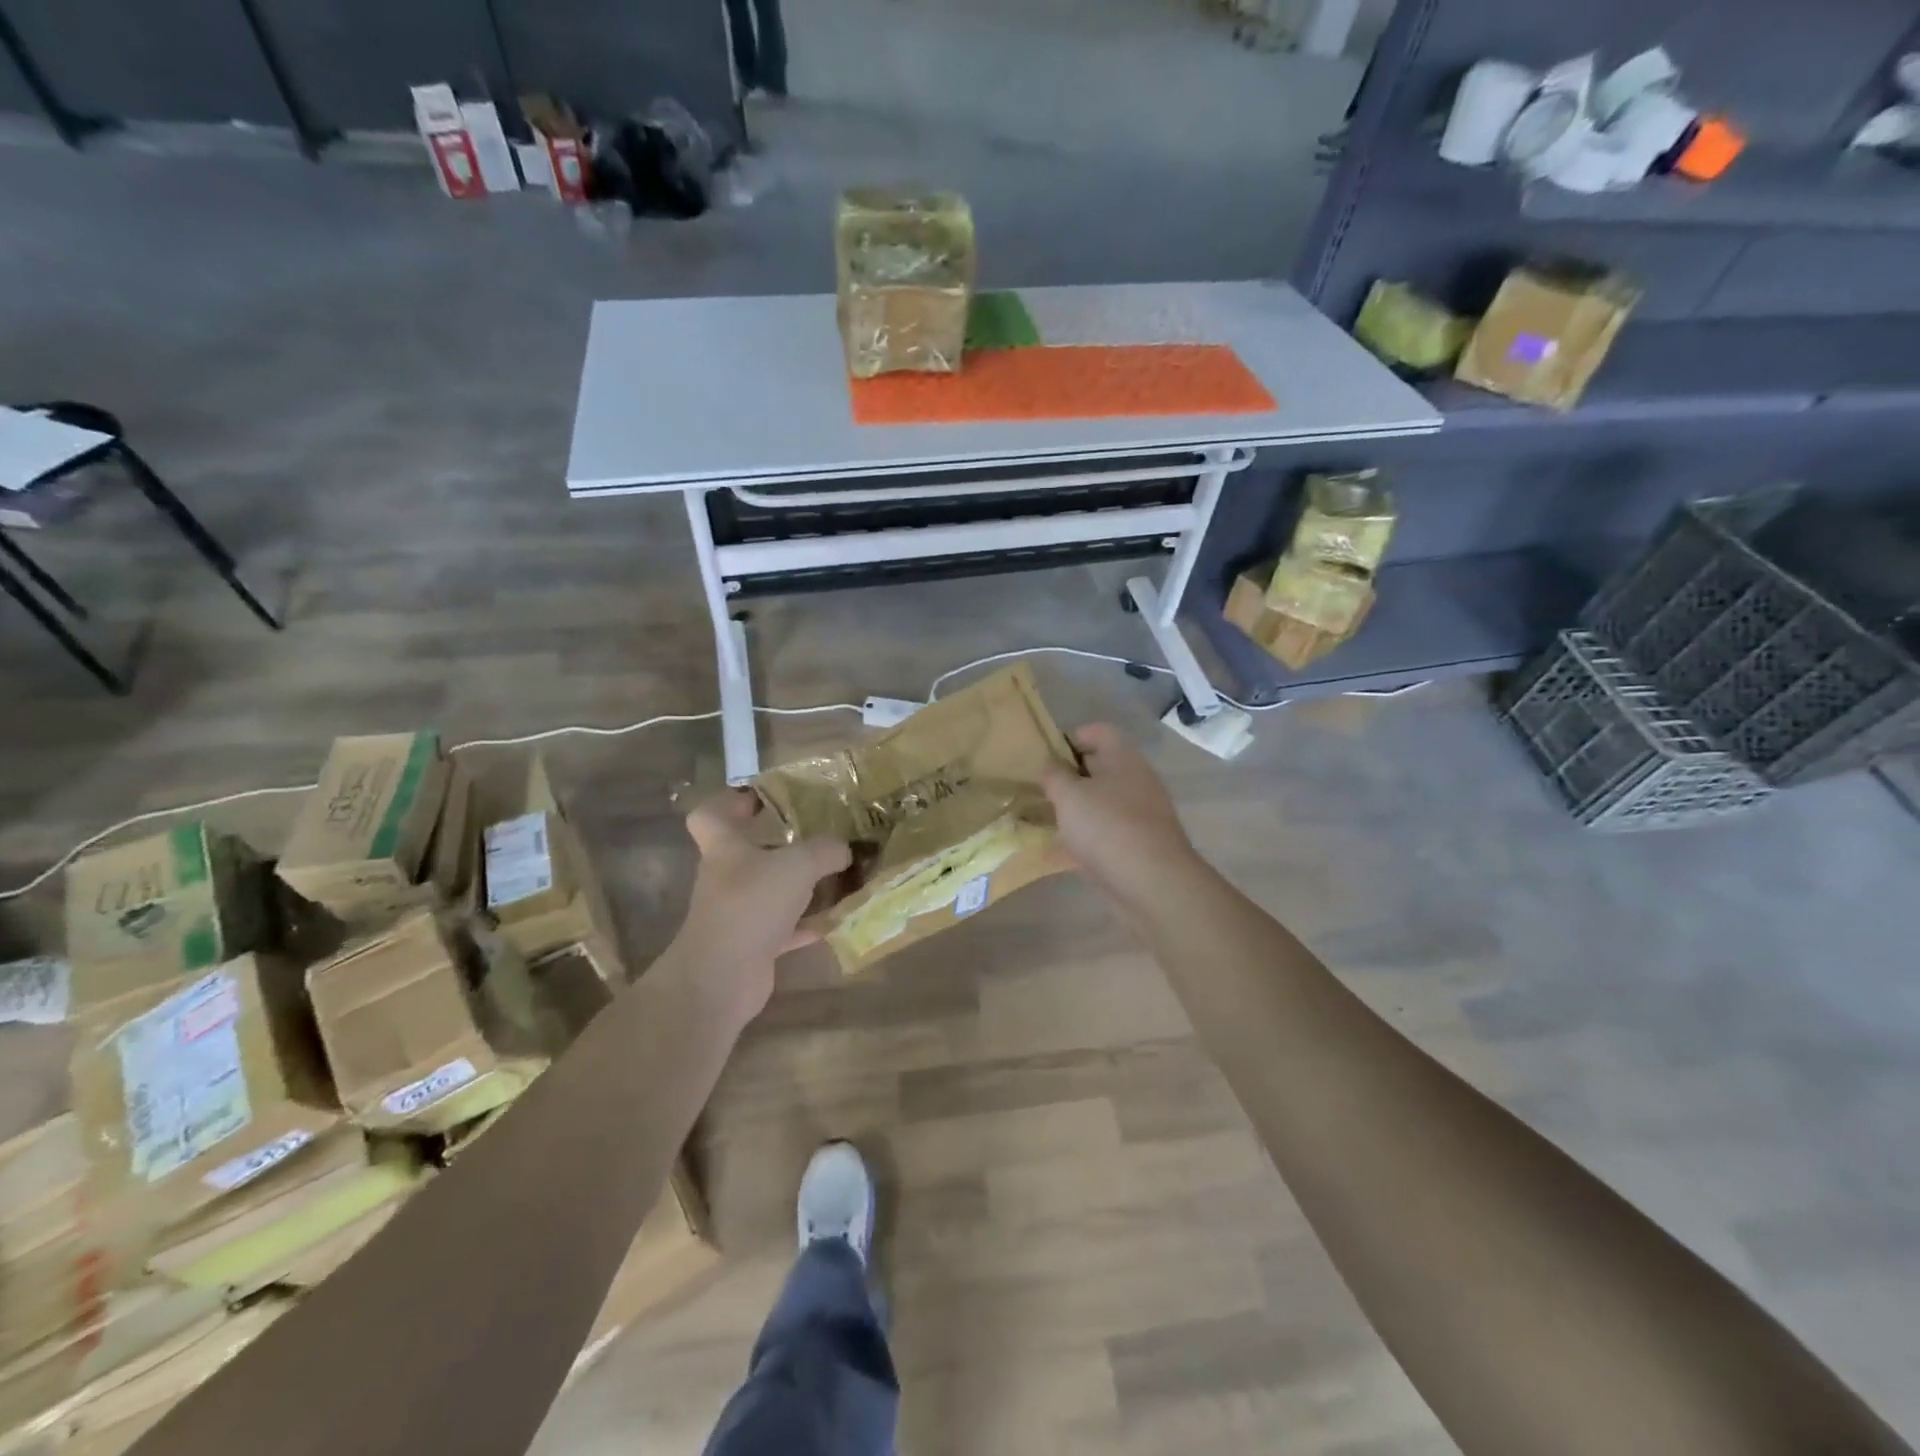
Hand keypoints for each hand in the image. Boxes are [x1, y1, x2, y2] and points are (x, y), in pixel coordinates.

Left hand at [673, 790, 850, 1024]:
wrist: (721, 978)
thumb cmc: (751, 905)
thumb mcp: (798, 865)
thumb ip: (825, 850)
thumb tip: (845, 849)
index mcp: (726, 848)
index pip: (712, 814)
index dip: (731, 801)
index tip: (762, 799)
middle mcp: (727, 877)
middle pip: (749, 852)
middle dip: (781, 844)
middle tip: (818, 836)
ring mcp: (737, 914)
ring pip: (770, 891)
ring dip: (800, 886)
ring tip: (838, 877)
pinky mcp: (751, 946)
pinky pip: (784, 927)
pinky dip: (808, 923)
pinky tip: (836, 920)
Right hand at [1041, 724, 1196, 902]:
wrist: (1152, 885)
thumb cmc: (1107, 827)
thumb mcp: (1069, 795)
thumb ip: (1053, 775)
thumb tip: (1049, 766)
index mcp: (1124, 758)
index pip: (1098, 732)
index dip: (1070, 737)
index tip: (1044, 756)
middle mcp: (1135, 781)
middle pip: (1099, 768)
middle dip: (1068, 776)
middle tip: (1037, 787)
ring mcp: (1138, 815)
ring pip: (1100, 802)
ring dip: (1074, 808)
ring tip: (1042, 817)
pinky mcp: (1136, 846)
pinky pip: (1104, 832)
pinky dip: (1084, 836)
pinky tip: (1060, 847)